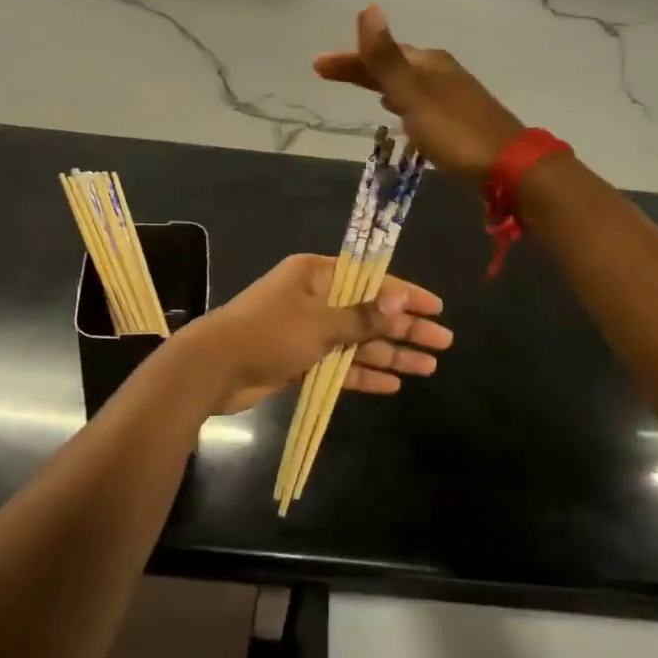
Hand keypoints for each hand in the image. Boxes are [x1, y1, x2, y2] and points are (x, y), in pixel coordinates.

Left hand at [178, 254, 451, 414]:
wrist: (214, 368)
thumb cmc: (270, 333)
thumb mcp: (321, 322)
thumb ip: (363, 316)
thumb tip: (401, 300)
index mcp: (316, 274)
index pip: (371, 279)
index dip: (406, 294)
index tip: (437, 307)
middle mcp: (315, 298)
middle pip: (369, 312)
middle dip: (405, 328)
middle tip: (443, 342)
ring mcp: (307, 330)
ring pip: (358, 341)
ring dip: (391, 354)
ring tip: (429, 367)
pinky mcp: (300, 360)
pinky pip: (340, 364)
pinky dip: (363, 374)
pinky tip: (393, 383)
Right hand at [314, 5, 525, 188]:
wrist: (510, 168)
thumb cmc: (456, 132)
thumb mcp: (415, 95)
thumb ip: (387, 58)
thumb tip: (368, 9)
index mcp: (429, 63)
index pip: (380, 54)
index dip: (348, 59)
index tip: (317, 65)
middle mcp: (441, 73)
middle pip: (392, 65)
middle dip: (361, 68)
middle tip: (327, 73)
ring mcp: (452, 96)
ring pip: (406, 83)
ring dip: (380, 82)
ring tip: (359, 86)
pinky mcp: (457, 120)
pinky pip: (418, 101)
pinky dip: (400, 100)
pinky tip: (398, 111)